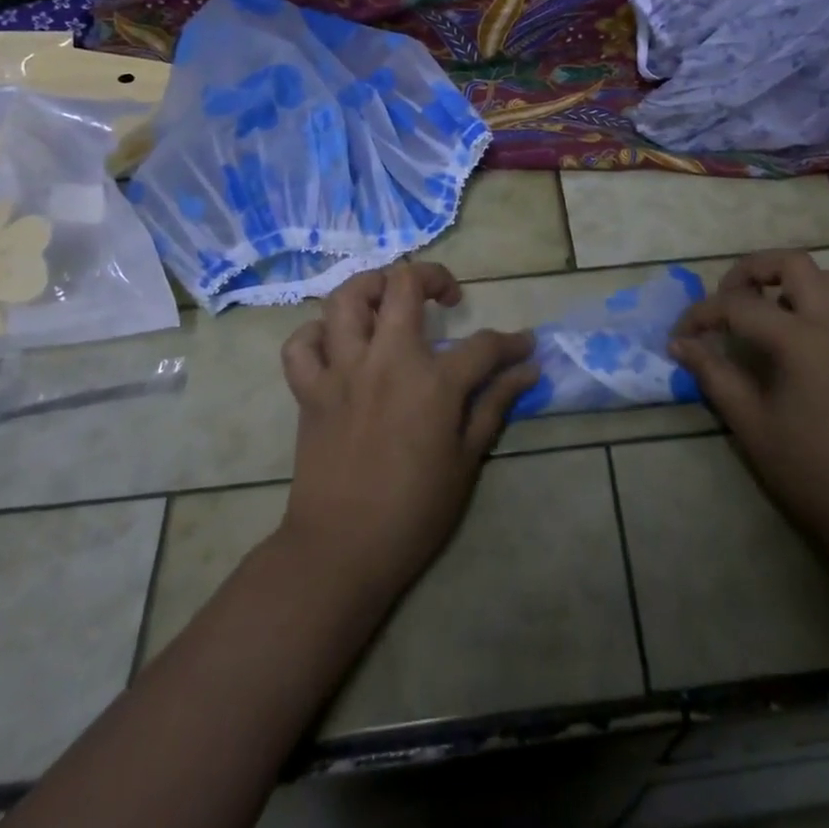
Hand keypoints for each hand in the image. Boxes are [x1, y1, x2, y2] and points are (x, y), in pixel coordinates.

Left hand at [276, 262, 536, 601]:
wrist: (341, 551)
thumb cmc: (413, 511)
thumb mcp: (466, 460)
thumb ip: (495, 405)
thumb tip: (527, 370)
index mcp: (433, 382)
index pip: (484, 345)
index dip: (511, 342)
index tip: (524, 346)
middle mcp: (386, 360)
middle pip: (405, 286)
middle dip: (434, 277)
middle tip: (447, 296)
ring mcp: (342, 371)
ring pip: (347, 299)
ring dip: (372, 287)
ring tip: (390, 300)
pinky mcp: (309, 390)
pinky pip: (301, 345)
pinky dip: (316, 335)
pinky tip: (338, 344)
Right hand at [670, 250, 828, 541]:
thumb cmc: (810, 470)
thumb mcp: (750, 423)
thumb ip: (714, 374)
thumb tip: (680, 345)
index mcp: (802, 340)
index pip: (740, 306)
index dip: (702, 315)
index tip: (680, 335)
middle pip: (793, 263)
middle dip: (752, 270)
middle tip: (727, 297)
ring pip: (826, 278)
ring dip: (789, 281)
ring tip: (763, 313)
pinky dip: (814, 304)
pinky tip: (796, 342)